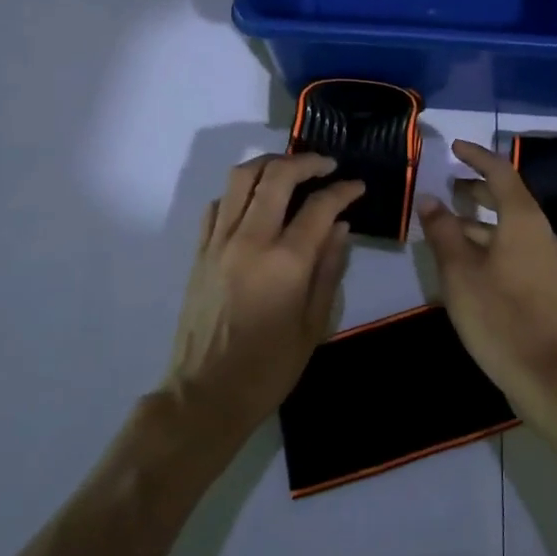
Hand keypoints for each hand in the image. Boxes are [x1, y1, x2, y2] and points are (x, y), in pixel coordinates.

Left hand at [163, 153, 363, 441]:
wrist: (206, 394)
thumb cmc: (269, 368)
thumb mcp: (314, 325)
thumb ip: (329, 269)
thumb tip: (340, 226)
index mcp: (285, 262)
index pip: (319, 206)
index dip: (343, 190)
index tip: (357, 186)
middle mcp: (250, 240)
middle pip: (276, 176)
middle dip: (306, 162)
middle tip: (326, 165)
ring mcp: (219, 242)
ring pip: (240, 178)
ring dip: (269, 164)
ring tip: (290, 170)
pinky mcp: (199, 251)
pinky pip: (217, 204)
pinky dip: (239, 192)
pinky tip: (255, 202)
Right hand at [416, 140, 556, 421]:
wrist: (545, 375)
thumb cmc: (498, 316)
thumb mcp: (459, 271)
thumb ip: (442, 231)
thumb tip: (429, 199)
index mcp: (523, 220)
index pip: (500, 172)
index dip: (476, 157)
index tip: (454, 147)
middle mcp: (540, 232)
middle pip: (508, 197)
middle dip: (476, 187)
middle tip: (447, 185)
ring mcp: (545, 259)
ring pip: (509, 225)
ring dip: (479, 218)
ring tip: (446, 222)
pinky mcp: (543, 283)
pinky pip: (514, 246)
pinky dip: (488, 240)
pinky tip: (465, 258)